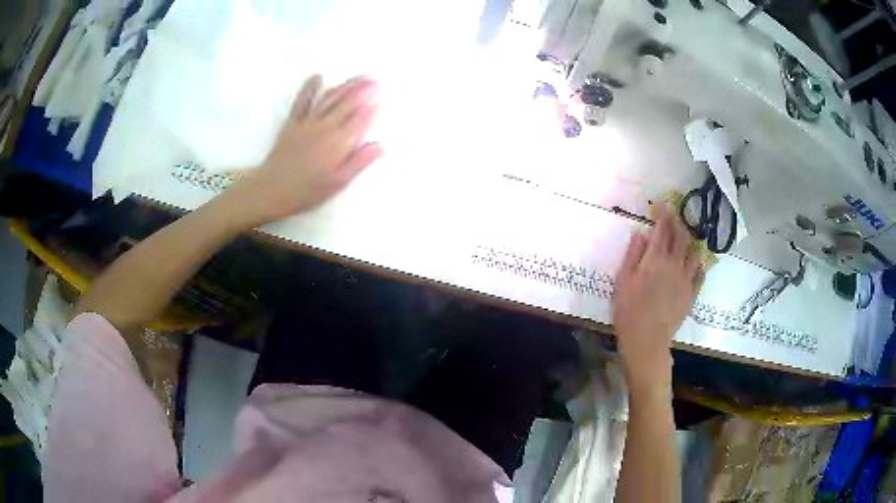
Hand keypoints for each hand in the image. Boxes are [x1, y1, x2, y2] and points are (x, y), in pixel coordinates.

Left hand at [226, 75, 382, 227]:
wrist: (271, 190)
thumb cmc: (307, 191)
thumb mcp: (338, 183)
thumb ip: (359, 162)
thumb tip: (381, 145)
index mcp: (339, 143)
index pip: (361, 120)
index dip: (372, 109)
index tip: (383, 99)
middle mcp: (326, 127)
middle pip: (348, 103)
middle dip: (364, 90)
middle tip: (377, 81)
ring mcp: (308, 122)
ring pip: (330, 98)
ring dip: (346, 85)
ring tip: (360, 76)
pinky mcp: (292, 123)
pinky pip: (302, 101)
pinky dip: (310, 88)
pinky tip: (318, 77)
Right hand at [613, 205, 703, 392]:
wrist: (647, 340)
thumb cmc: (629, 311)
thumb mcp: (623, 281)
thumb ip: (633, 255)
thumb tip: (640, 234)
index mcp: (656, 259)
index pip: (663, 229)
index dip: (664, 214)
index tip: (662, 204)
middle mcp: (675, 264)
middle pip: (681, 237)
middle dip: (678, 223)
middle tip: (673, 217)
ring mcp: (686, 279)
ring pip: (694, 252)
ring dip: (690, 241)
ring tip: (685, 239)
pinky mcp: (691, 294)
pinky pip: (700, 274)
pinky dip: (698, 264)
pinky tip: (695, 263)